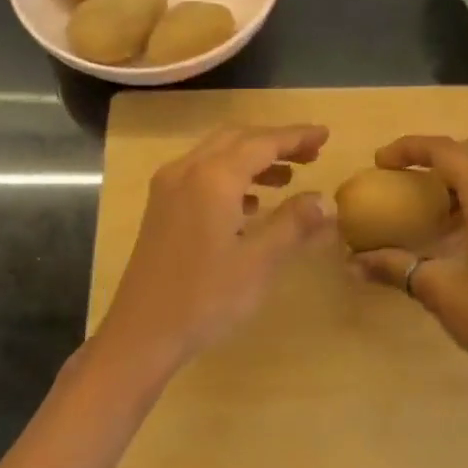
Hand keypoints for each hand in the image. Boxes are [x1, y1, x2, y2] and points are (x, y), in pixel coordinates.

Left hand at [99, 124, 332, 373]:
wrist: (142, 333)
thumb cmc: (205, 297)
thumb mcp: (258, 262)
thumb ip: (293, 224)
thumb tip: (324, 200)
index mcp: (213, 178)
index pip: (262, 143)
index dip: (296, 136)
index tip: (325, 134)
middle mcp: (187, 170)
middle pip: (237, 139)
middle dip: (276, 142)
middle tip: (312, 153)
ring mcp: (169, 187)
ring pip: (217, 154)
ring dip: (254, 158)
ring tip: (289, 176)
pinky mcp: (162, 207)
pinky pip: (202, 173)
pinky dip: (231, 176)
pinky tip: (252, 202)